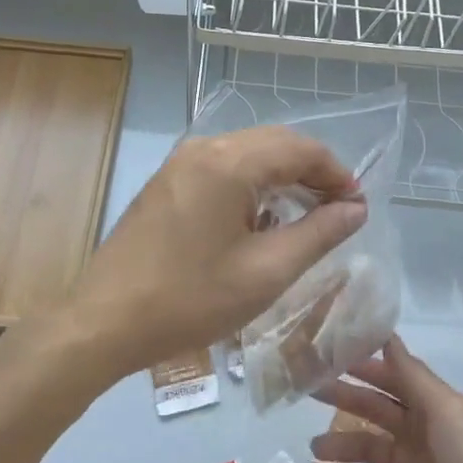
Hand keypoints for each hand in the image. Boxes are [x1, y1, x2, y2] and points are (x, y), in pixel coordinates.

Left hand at [60, 126, 366, 382]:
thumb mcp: (266, 272)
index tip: (357, 209)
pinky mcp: (167, 181)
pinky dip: (252, 184)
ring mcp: (180, 162)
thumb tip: (354, 210)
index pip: (300, 148)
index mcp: (229, 162)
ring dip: (282, 178)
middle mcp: (203, 148)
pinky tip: (260, 220)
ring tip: (306, 218)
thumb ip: (317, 234)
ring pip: (248, 153)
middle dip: (312, 172)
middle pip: (274, 143)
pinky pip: (222, 167)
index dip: (336, 174)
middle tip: (337, 213)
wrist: (105, 320)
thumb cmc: (190, 300)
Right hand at [311, 337, 462, 462]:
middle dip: (342, 397)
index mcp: (433, 405)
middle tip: (305, 390)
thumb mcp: (448, 411)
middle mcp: (419, 431)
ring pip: (365, 446)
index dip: (361, 364)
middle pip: (373, 408)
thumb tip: (387, 335)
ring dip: (339, 443)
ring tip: (313, 446)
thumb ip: (413, 376)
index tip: (326, 353)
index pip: (390, 376)